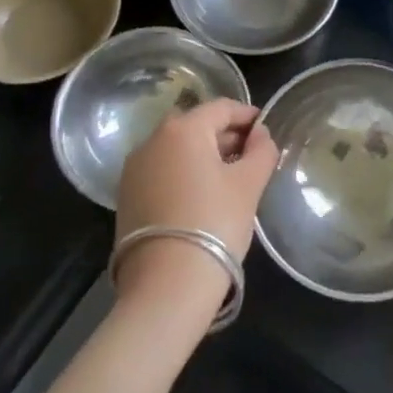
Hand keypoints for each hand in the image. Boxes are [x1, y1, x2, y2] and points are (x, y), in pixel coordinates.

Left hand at [115, 99, 277, 314]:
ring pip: (175, 148)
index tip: (265, 129)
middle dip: (224, 134)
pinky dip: (182, 173)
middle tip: (249, 154)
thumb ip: (261, 151)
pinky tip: (201, 196)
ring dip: (202, 154)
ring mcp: (134, 169)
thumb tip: (261, 134)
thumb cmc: (215, 222)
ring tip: (228, 177)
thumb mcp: (249, 184)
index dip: (247, 115)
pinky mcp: (126, 196)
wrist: (167, 284)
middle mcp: (152, 140)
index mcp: (183, 129)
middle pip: (195, 125)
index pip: (221, 108)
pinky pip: (161, 170)